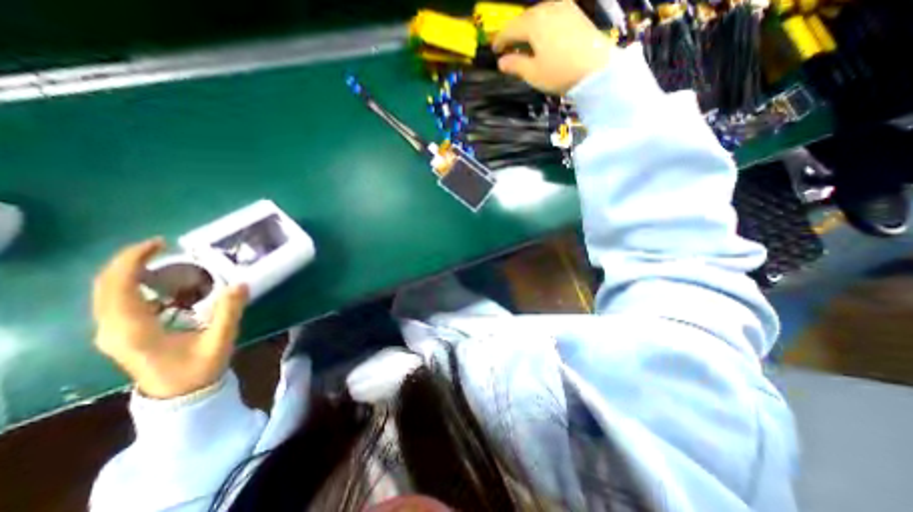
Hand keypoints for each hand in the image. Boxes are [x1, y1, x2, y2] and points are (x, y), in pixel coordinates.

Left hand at [92, 238, 247, 398]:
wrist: (179, 397)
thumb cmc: (198, 369)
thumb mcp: (219, 340)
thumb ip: (229, 312)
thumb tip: (240, 284)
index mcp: (134, 329)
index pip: (118, 286)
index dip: (133, 260)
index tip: (160, 243)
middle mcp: (112, 329)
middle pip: (105, 285)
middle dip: (130, 260)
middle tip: (163, 247)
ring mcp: (111, 332)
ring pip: (106, 292)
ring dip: (130, 271)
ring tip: (164, 261)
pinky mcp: (119, 333)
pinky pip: (116, 300)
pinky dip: (133, 284)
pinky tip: (160, 283)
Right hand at [492, 0, 611, 93]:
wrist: (596, 69)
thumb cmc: (559, 73)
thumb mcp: (533, 73)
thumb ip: (515, 65)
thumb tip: (501, 62)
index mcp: (534, 23)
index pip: (510, 29)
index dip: (500, 40)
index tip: (493, 50)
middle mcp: (547, 8)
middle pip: (524, 18)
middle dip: (514, 32)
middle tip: (507, 46)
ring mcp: (564, 8)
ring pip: (538, 14)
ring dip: (528, 27)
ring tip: (523, 41)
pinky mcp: (575, 12)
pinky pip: (552, 14)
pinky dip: (542, 23)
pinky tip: (542, 34)